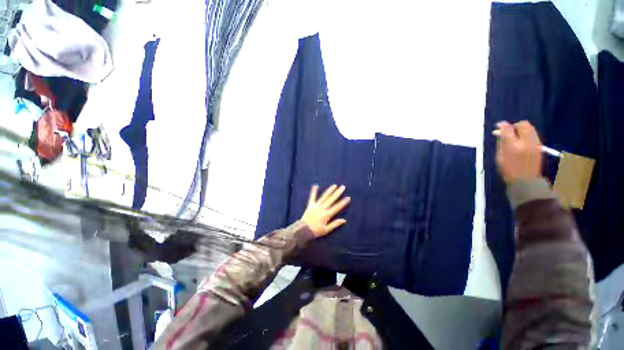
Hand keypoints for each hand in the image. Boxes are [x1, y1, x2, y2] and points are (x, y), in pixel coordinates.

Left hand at [301, 184, 350, 236]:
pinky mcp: (310, 205)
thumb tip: (344, 220)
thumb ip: (335, 224)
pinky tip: (315, 185)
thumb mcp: (326, 230)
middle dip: (338, 193)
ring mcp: (316, 205)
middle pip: (331, 199)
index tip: (348, 197)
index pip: (337, 207)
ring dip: (329, 190)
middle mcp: (322, 208)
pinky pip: (312, 197)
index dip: (343, 202)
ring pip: (324, 197)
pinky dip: (313, 191)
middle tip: (343, 187)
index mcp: (327, 214)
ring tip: (334, 185)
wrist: (303, 230)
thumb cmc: (315, 231)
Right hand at [495, 121, 542, 183]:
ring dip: (521, 129)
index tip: (498, 126)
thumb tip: (499, 132)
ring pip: (530, 128)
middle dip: (515, 125)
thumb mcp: (499, 157)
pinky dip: (526, 134)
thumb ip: (501, 143)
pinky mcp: (539, 146)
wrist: (526, 181)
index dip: (502, 126)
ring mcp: (535, 143)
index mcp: (513, 145)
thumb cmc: (508, 170)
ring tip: (515, 136)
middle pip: (523, 125)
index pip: (508, 129)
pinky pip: (533, 134)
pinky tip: (521, 141)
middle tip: (508, 131)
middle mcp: (526, 142)